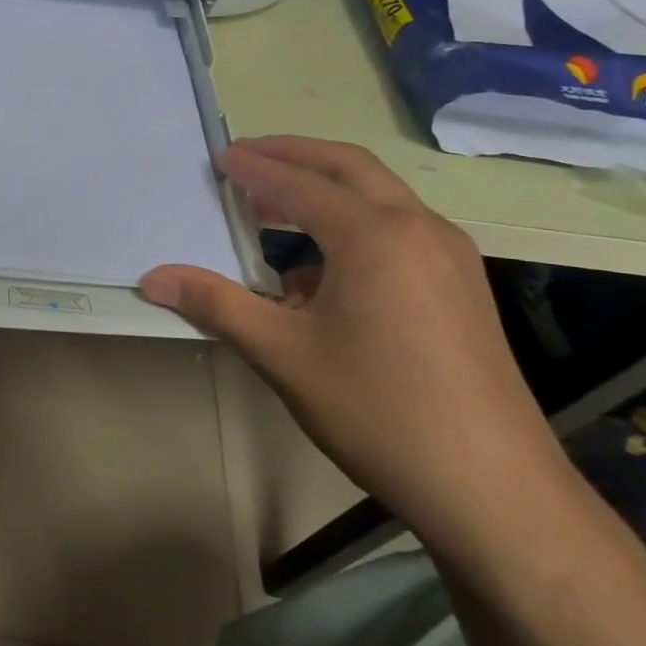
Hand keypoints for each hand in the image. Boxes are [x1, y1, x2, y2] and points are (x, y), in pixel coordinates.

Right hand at [141, 137, 571, 549]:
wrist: (494, 490)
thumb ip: (215, 305)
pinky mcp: (462, 285)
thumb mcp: (283, 355)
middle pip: (348, 167)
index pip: (300, 183)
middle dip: (294, 155)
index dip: (255, 168)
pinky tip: (320, 272)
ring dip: (324, 189)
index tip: (218, 158)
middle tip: (246, 157)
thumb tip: (152, 279)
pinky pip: (398, 230)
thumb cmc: (378, 410)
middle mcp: (419, 229)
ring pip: (379, 196)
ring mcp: (449, 256)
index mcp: (375, 236)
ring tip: (273, 208)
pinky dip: (352, 225)